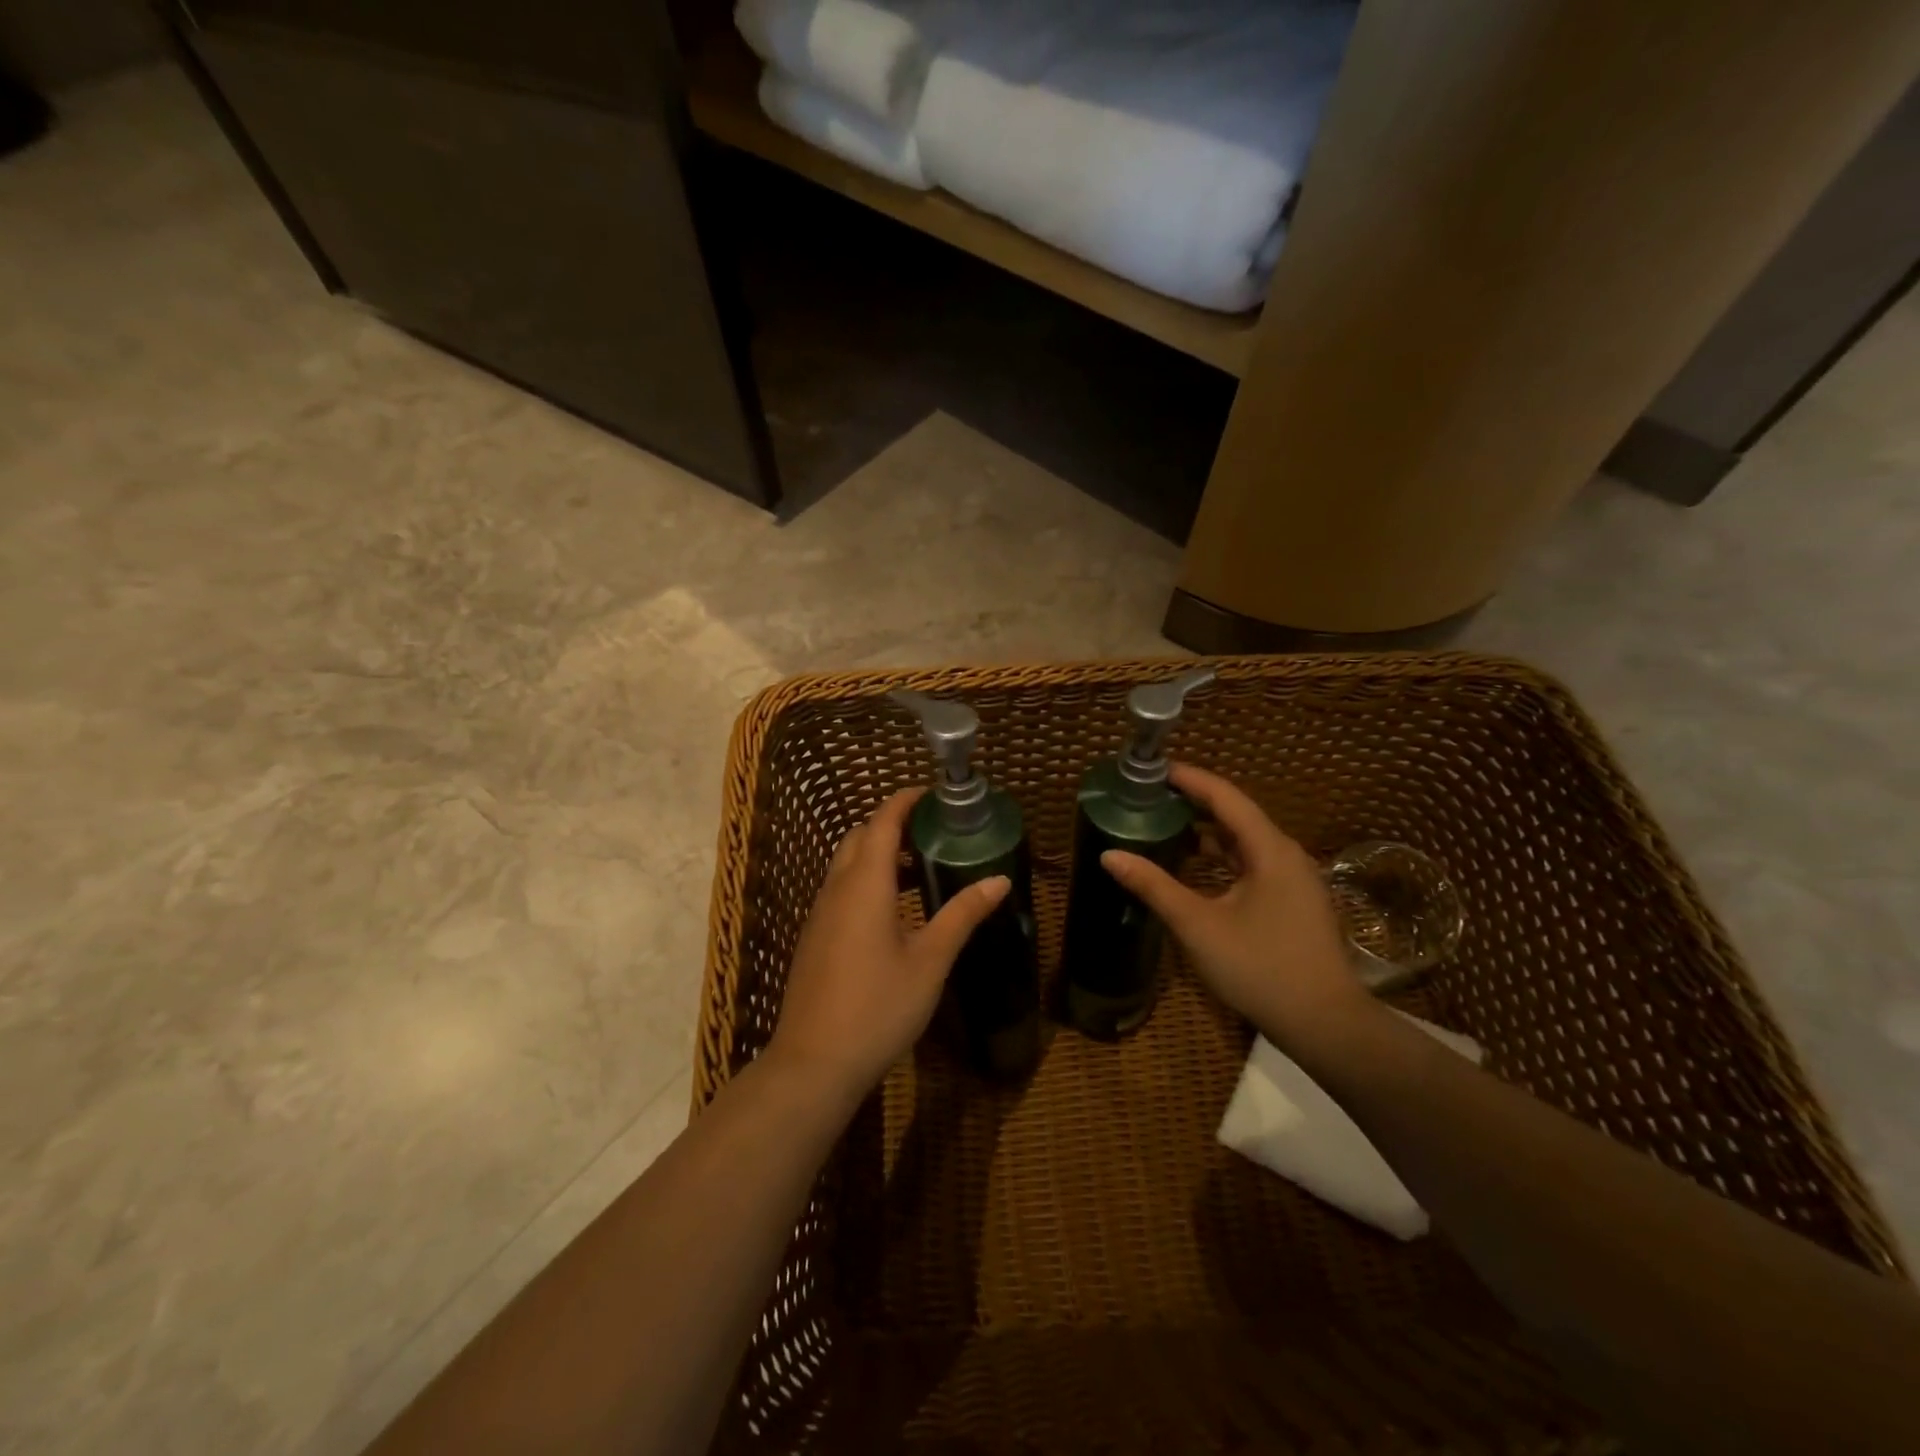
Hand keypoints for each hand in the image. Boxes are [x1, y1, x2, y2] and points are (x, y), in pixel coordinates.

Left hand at [768, 788, 1010, 1101]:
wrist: (814, 1063)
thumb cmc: (879, 1006)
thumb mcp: (930, 960)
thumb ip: (963, 914)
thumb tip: (999, 879)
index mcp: (865, 884)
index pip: (882, 822)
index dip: (905, 801)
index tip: (932, 793)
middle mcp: (836, 888)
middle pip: (860, 837)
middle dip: (892, 825)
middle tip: (932, 832)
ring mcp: (820, 913)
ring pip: (847, 864)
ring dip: (879, 855)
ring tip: (922, 869)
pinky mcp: (815, 937)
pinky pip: (841, 890)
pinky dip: (866, 881)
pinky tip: (893, 911)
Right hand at [1101, 764, 1378, 1055]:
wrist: (1325, 1024)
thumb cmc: (1260, 968)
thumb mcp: (1198, 925)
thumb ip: (1153, 886)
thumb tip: (1109, 855)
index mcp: (1270, 850)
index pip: (1225, 796)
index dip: (1190, 778)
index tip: (1154, 769)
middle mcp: (1286, 854)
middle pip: (1237, 814)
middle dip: (1194, 801)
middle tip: (1151, 795)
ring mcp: (1294, 879)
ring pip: (1245, 840)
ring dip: (1208, 830)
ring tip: (1166, 824)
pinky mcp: (1293, 901)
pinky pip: (1253, 862)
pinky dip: (1222, 856)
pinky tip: (1196, 866)